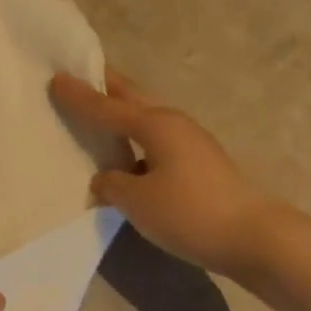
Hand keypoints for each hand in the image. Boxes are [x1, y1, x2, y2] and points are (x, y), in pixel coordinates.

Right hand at [52, 70, 287, 278]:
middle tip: (83, 73)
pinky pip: (156, 141)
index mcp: (155, 125)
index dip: (79, 96)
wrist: (254, 237)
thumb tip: (106, 178)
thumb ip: (113, 184)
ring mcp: (191, 143)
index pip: (106, 107)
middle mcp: (173, 124)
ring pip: (147, 118)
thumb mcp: (138, 201)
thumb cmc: (190, 212)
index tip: (55, 78)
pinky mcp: (199, 165)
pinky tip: (125, 155)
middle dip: (107, 85)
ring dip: (123, 111)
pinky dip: (136, 139)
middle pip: (133, 98)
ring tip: (99, 110)